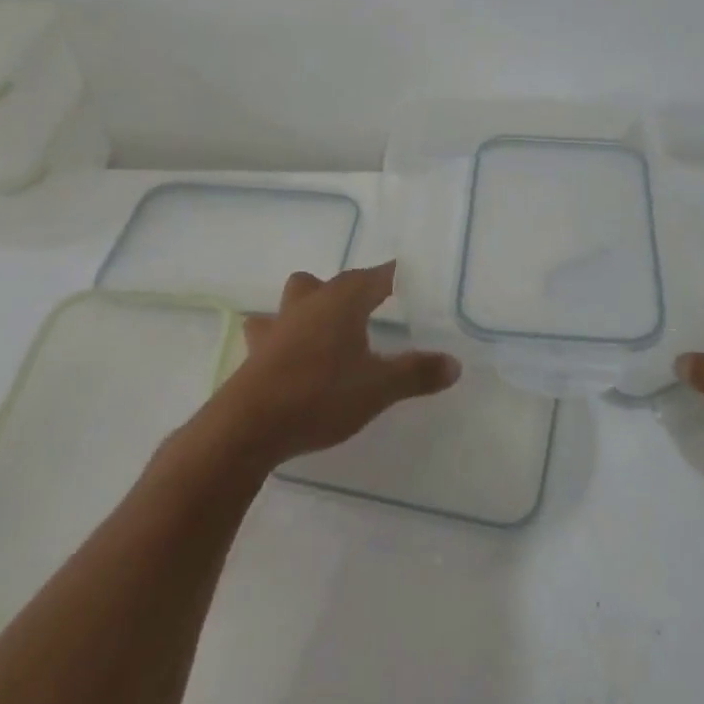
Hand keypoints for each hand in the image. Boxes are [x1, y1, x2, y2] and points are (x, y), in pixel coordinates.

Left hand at [199, 262, 460, 470]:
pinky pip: (272, 334)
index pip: (375, 276)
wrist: (248, 427)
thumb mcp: (379, 388)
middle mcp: (308, 305)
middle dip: (348, 290)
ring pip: (294, 302)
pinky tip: (293, 361)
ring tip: (326, 332)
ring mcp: (277, 328)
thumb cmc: (320, 395)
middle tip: (370, 311)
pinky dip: (285, 340)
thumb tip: (454, 364)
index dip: (394, 277)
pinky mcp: (256, 354)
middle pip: (328, 282)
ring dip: (309, 309)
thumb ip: (417, 373)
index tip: (412, 281)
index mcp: (341, 302)